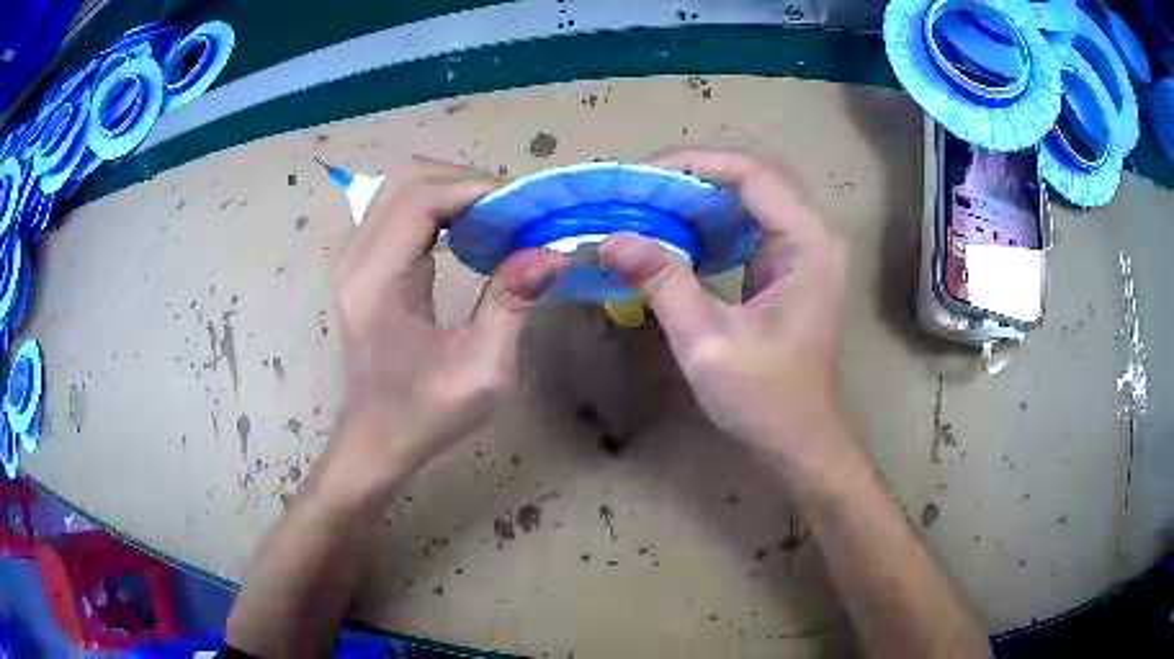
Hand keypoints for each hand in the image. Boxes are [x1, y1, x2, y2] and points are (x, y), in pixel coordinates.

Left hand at [335, 158, 568, 475]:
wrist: (377, 438)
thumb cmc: (425, 414)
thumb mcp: (481, 371)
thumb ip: (511, 305)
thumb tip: (551, 252)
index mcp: (376, 283)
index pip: (419, 199)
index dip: (474, 189)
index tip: (524, 206)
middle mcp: (356, 259)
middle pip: (408, 179)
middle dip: (466, 181)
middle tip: (513, 209)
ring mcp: (356, 258)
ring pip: (403, 187)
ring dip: (454, 190)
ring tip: (498, 217)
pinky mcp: (365, 262)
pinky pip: (401, 209)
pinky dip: (441, 206)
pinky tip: (471, 231)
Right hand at [597, 148, 848, 471]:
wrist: (799, 439)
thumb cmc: (764, 399)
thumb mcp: (707, 342)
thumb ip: (664, 283)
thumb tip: (612, 238)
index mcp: (807, 243)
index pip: (751, 173)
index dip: (693, 164)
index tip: (640, 177)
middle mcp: (813, 233)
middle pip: (753, 175)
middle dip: (694, 174)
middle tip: (640, 190)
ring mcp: (805, 246)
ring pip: (751, 193)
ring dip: (700, 193)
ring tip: (650, 204)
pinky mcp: (791, 262)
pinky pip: (750, 220)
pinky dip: (711, 218)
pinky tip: (678, 231)